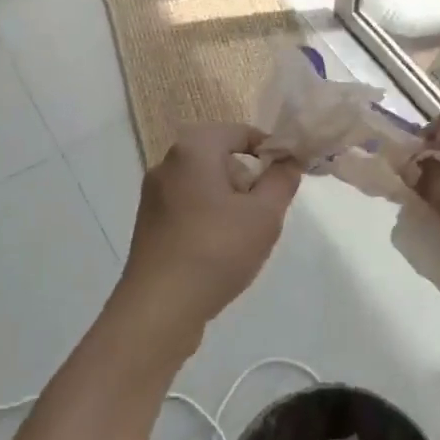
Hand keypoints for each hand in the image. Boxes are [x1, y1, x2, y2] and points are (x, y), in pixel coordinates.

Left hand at [118, 123, 301, 328]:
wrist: (160, 307)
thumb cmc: (217, 250)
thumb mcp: (264, 214)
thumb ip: (282, 180)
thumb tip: (289, 161)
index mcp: (193, 149)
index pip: (241, 132)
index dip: (271, 151)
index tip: (288, 178)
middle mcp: (168, 163)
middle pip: (222, 157)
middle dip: (249, 180)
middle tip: (265, 213)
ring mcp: (154, 194)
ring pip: (206, 184)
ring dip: (230, 202)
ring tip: (244, 237)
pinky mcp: (149, 222)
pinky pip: (189, 206)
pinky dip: (209, 218)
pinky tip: (219, 251)